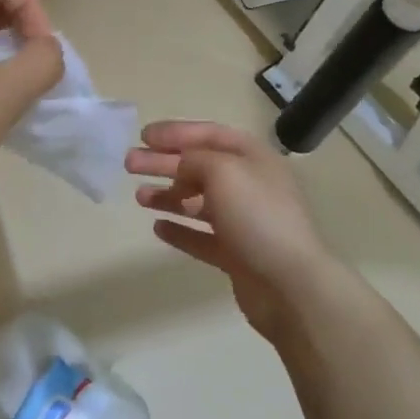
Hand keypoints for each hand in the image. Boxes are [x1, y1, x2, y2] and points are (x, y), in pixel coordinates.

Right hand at [126, 121, 331, 339]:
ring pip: (199, 202)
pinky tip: (158, 228)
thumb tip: (181, 165)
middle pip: (199, 167)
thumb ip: (195, 160)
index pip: (210, 135)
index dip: (176, 132)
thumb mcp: (222, 171)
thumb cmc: (257, 216)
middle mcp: (250, 185)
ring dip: (168, 195)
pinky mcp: (237, 255)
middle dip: (163, 163)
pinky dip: (180, 230)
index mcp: (253, 158)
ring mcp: (244, 222)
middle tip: (129, 163)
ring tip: (139, 197)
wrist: (290, 286)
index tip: (143, 136)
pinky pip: (202, 237)